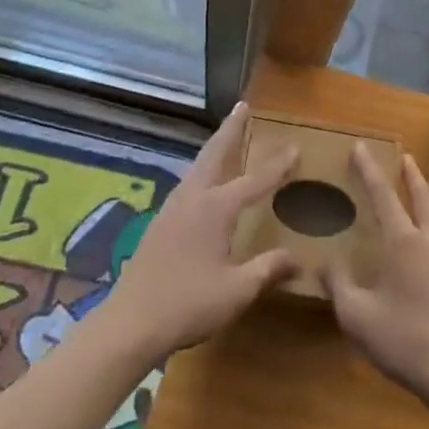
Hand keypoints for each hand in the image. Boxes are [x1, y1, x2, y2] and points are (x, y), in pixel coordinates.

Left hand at [105, 105, 297, 363]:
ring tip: (225, 136)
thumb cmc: (188, 304)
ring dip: (214, 146)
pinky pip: (188, 182)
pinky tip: (202, 181)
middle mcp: (194, 197)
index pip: (256, 180)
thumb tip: (298, 259)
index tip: (295, 147)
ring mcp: (173, 207)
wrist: (130, 322)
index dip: (277, 165)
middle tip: (242, 105)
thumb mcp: (237, 291)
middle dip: (231, 129)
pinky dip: (202, 168)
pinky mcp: (160, 222)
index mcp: (217, 208)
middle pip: (215, 153)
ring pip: (198, 165)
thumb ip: (268, 269)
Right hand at [325, 145, 428, 409]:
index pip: (383, 195)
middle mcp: (427, 240)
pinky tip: (420, 236)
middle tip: (404, 156)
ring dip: (422, 194)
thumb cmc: (404, 339)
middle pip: (420, 196)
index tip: (360, 147)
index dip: (369, 170)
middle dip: (409, 174)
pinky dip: (427, 219)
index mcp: (403, 241)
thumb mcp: (357, 315)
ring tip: (413, 187)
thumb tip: (325, 261)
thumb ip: (339, 284)